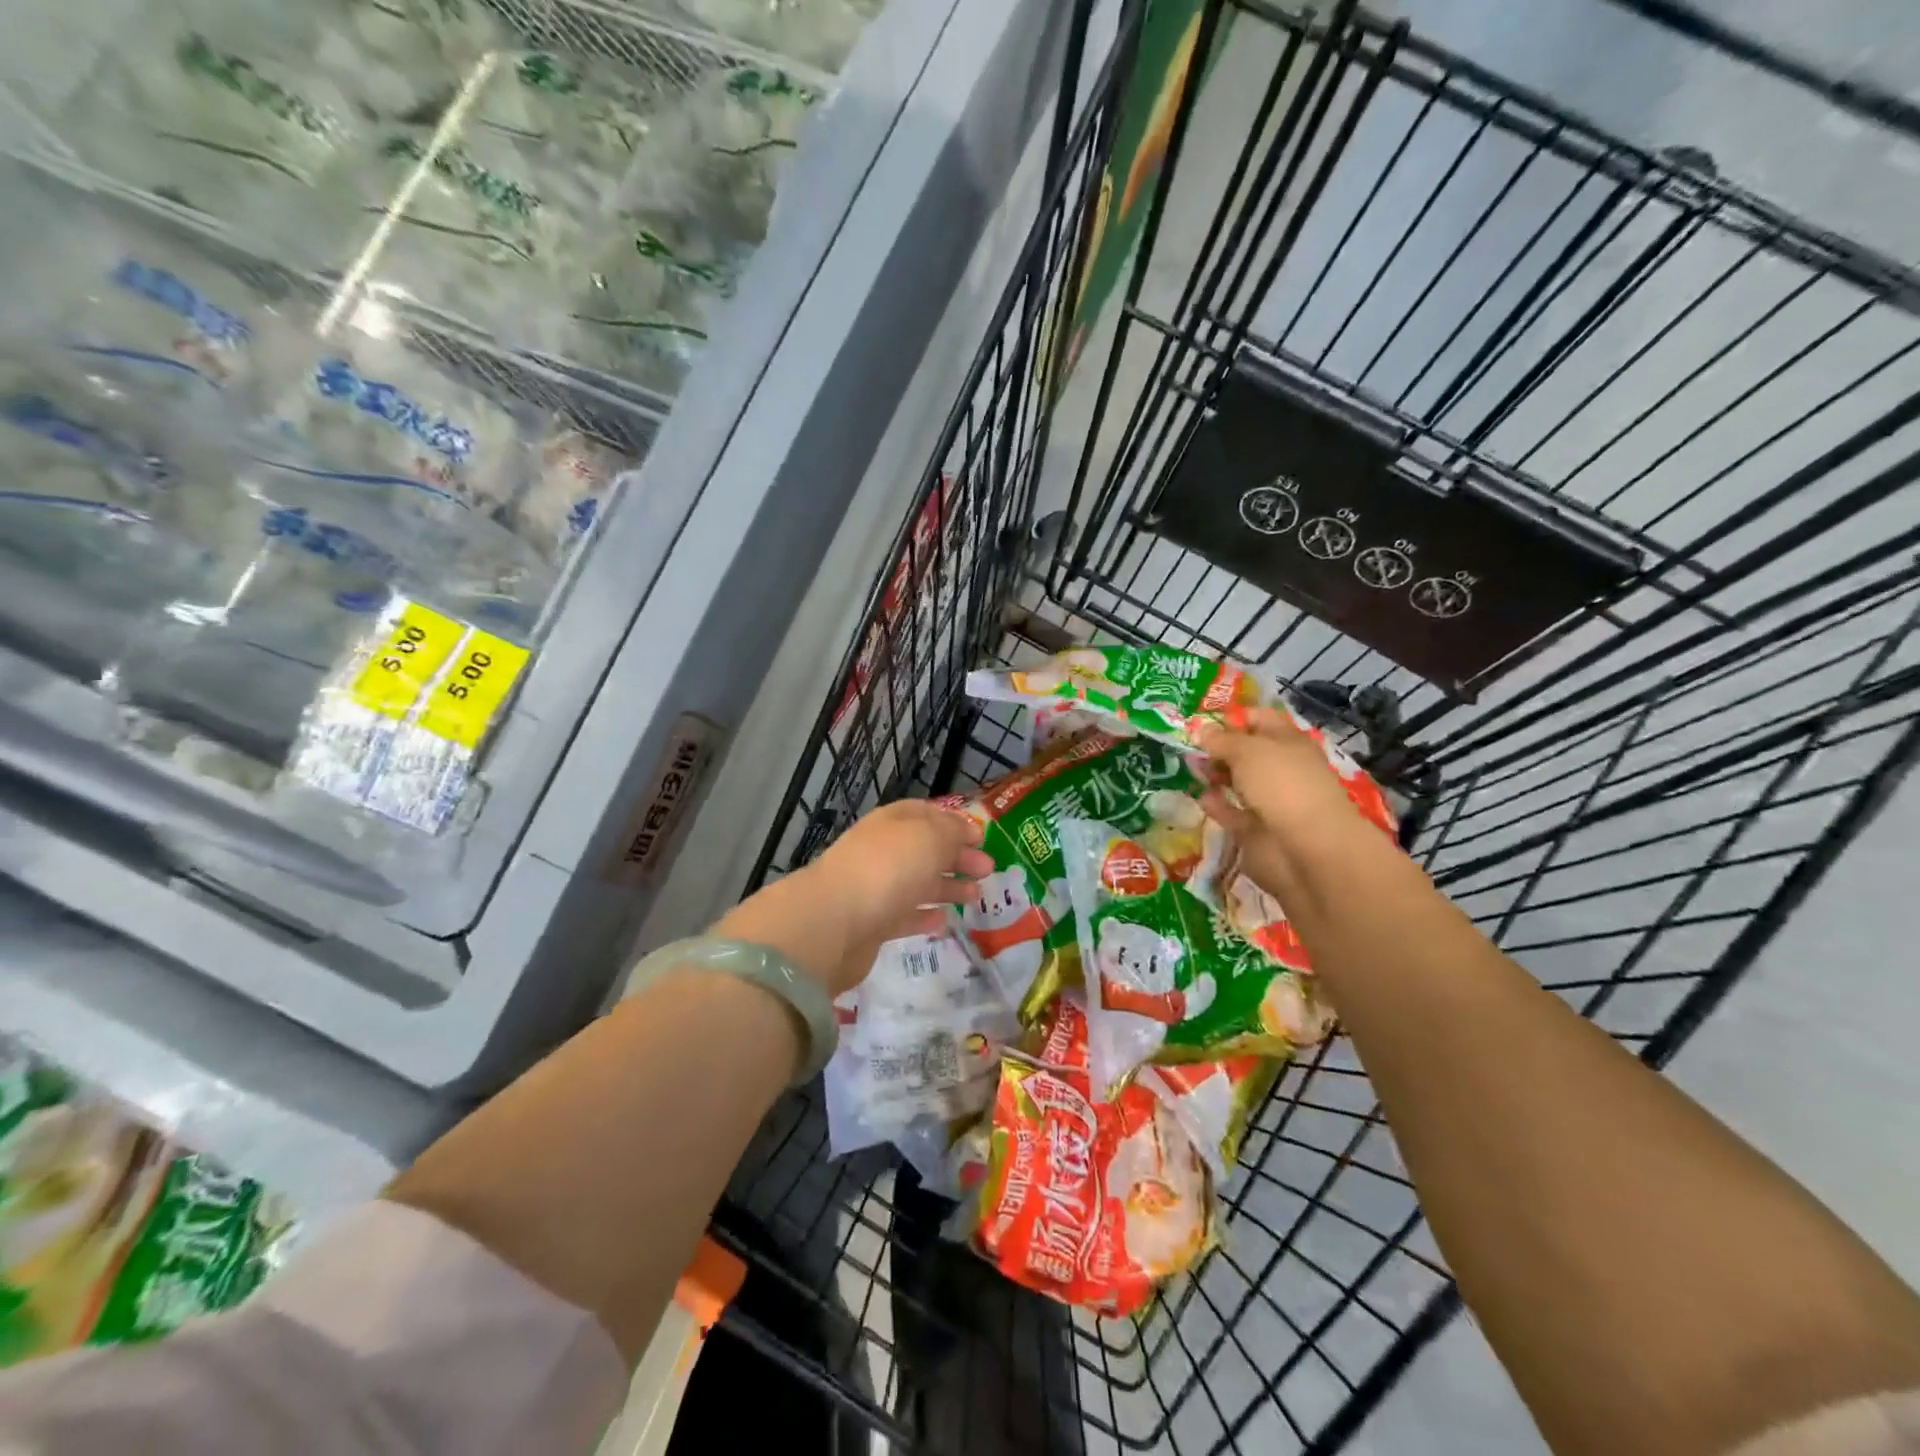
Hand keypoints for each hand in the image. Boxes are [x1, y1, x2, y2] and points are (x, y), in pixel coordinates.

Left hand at [715, 800, 991, 996]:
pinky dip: (925, 915)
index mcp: (892, 822)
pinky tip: (945, 920)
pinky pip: (904, 915)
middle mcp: (881, 851)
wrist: (834, 922)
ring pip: (917, 882)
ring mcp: (874, 888)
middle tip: (988, 870)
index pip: (926, 814)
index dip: (954, 822)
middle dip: (957, 857)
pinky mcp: (871, 924)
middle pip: (924, 849)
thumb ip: (953, 832)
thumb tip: (968, 830)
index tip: (981, 836)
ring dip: (947, 886)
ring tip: (976, 897)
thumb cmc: (888, 868)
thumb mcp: (930, 837)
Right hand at [1194, 708, 1377, 900]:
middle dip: (1219, 748)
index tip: (1201, 721)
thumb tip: (1201, 730)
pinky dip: (1217, 805)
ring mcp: (1270, 800)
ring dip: (1215, 775)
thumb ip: (1221, 740)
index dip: (1232, 717)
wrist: (1304, 848)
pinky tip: (1199, 797)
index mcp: (1287, 741)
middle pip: (1246, 751)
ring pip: (1238, 782)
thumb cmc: (1281, 784)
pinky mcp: (1257, 830)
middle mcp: (1281, 768)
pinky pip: (1232, 812)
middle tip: (1188, 746)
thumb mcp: (1246, 750)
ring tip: (1190, 769)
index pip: (1259, 719)